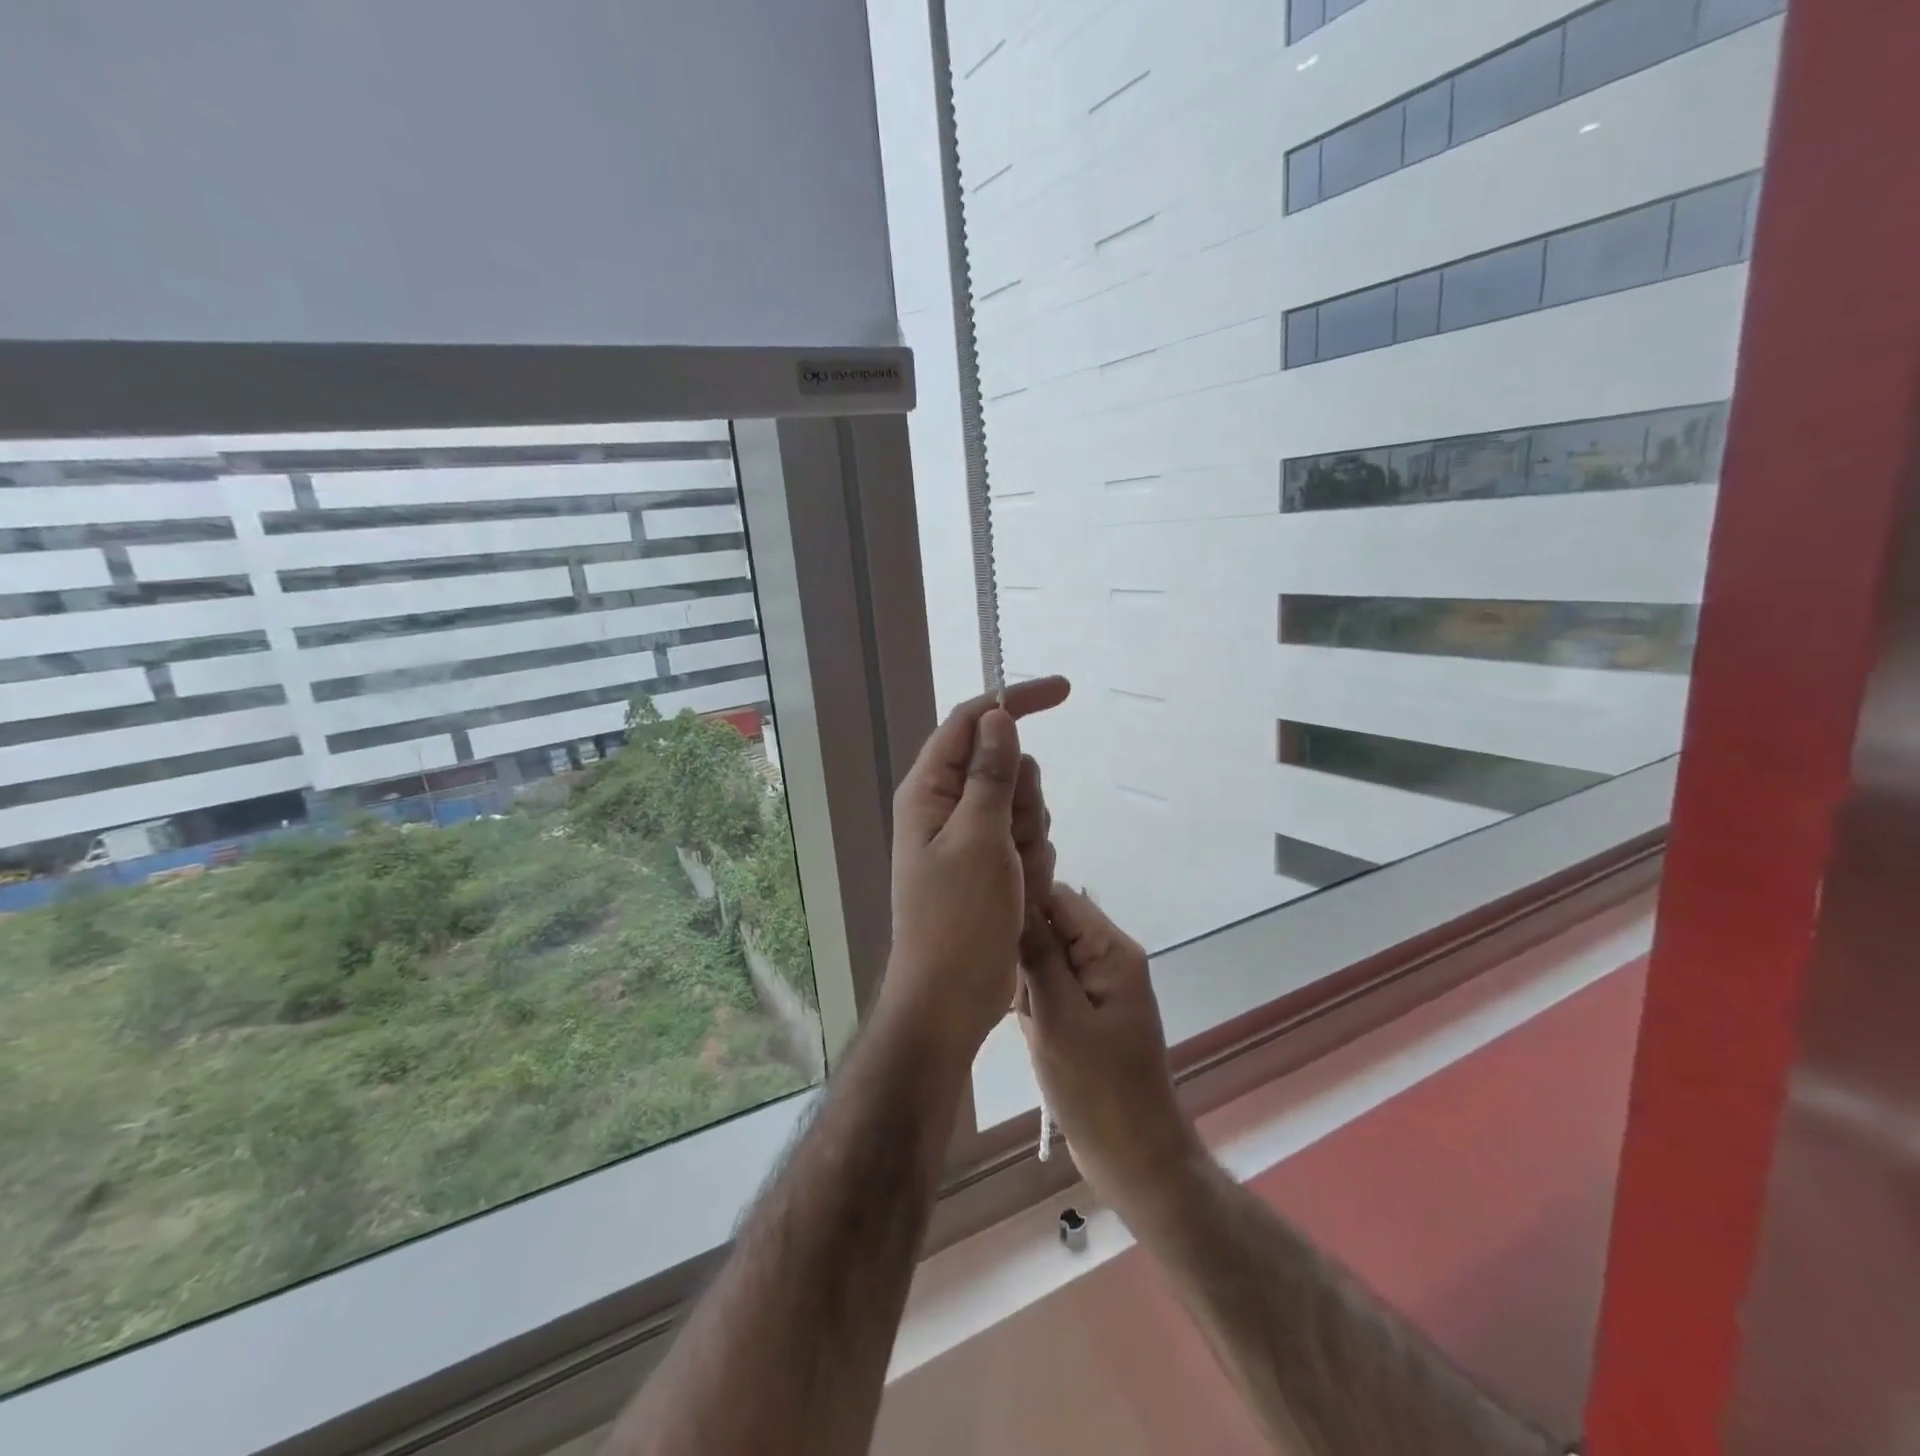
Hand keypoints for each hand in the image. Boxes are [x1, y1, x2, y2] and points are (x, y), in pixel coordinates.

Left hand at [884, 676, 1070, 1065]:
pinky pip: (1027, 842)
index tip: (1064, 692)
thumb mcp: (978, 840)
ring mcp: (970, 838)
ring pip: (1023, 806)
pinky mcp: (990, 866)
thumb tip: (997, 717)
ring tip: (1015, 880)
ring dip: (1032, 839)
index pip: (970, 721)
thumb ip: (990, 775)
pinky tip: (1021, 897)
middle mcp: (947, 807)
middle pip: (1005, 766)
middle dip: (1025, 800)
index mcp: (930, 791)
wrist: (951, 998)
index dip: (1013, 700)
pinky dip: (1033, 865)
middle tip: (1014, 841)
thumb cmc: (957, 920)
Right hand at [1017, 887, 1200, 1219]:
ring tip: (1025, 1018)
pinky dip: (1035, 1003)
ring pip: (1046, 956)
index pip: (1058, 897)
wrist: (1134, 1159)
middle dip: (1022, 952)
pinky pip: (1052, 986)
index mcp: (1111, 950)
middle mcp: (1108, 957)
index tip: (985, 929)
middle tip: (1013, 993)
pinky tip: (1031, 1031)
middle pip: (1051, 924)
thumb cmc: (1098, 1090)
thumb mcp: (1059, 1019)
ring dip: (1026, 982)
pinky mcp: (1088, 1010)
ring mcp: (1099, 985)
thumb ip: (1038, 956)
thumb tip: (1016, 897)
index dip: (1020, 903)